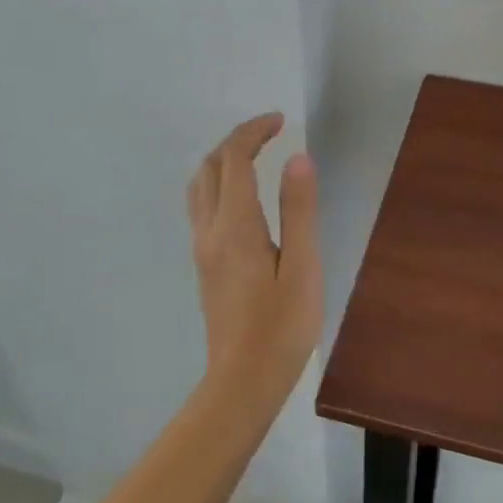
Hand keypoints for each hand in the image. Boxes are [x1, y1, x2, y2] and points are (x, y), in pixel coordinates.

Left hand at [185, 113, 322, 409]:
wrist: (242, 382)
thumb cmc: (282, 326)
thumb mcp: (303, 266)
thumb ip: (299, 210)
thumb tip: (297, 158)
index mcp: (236, 225)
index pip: (234, 159)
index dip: (254, 132)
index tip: (280, 120)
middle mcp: (210, 230)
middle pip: (211, 167)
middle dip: (238, 140)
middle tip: (271, 133)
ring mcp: (202, 249)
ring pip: (199, 186)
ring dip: (222, 160)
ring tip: (254, 156)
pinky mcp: (204, 266)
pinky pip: (201, 206)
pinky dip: (218, 183)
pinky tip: (241, 197)